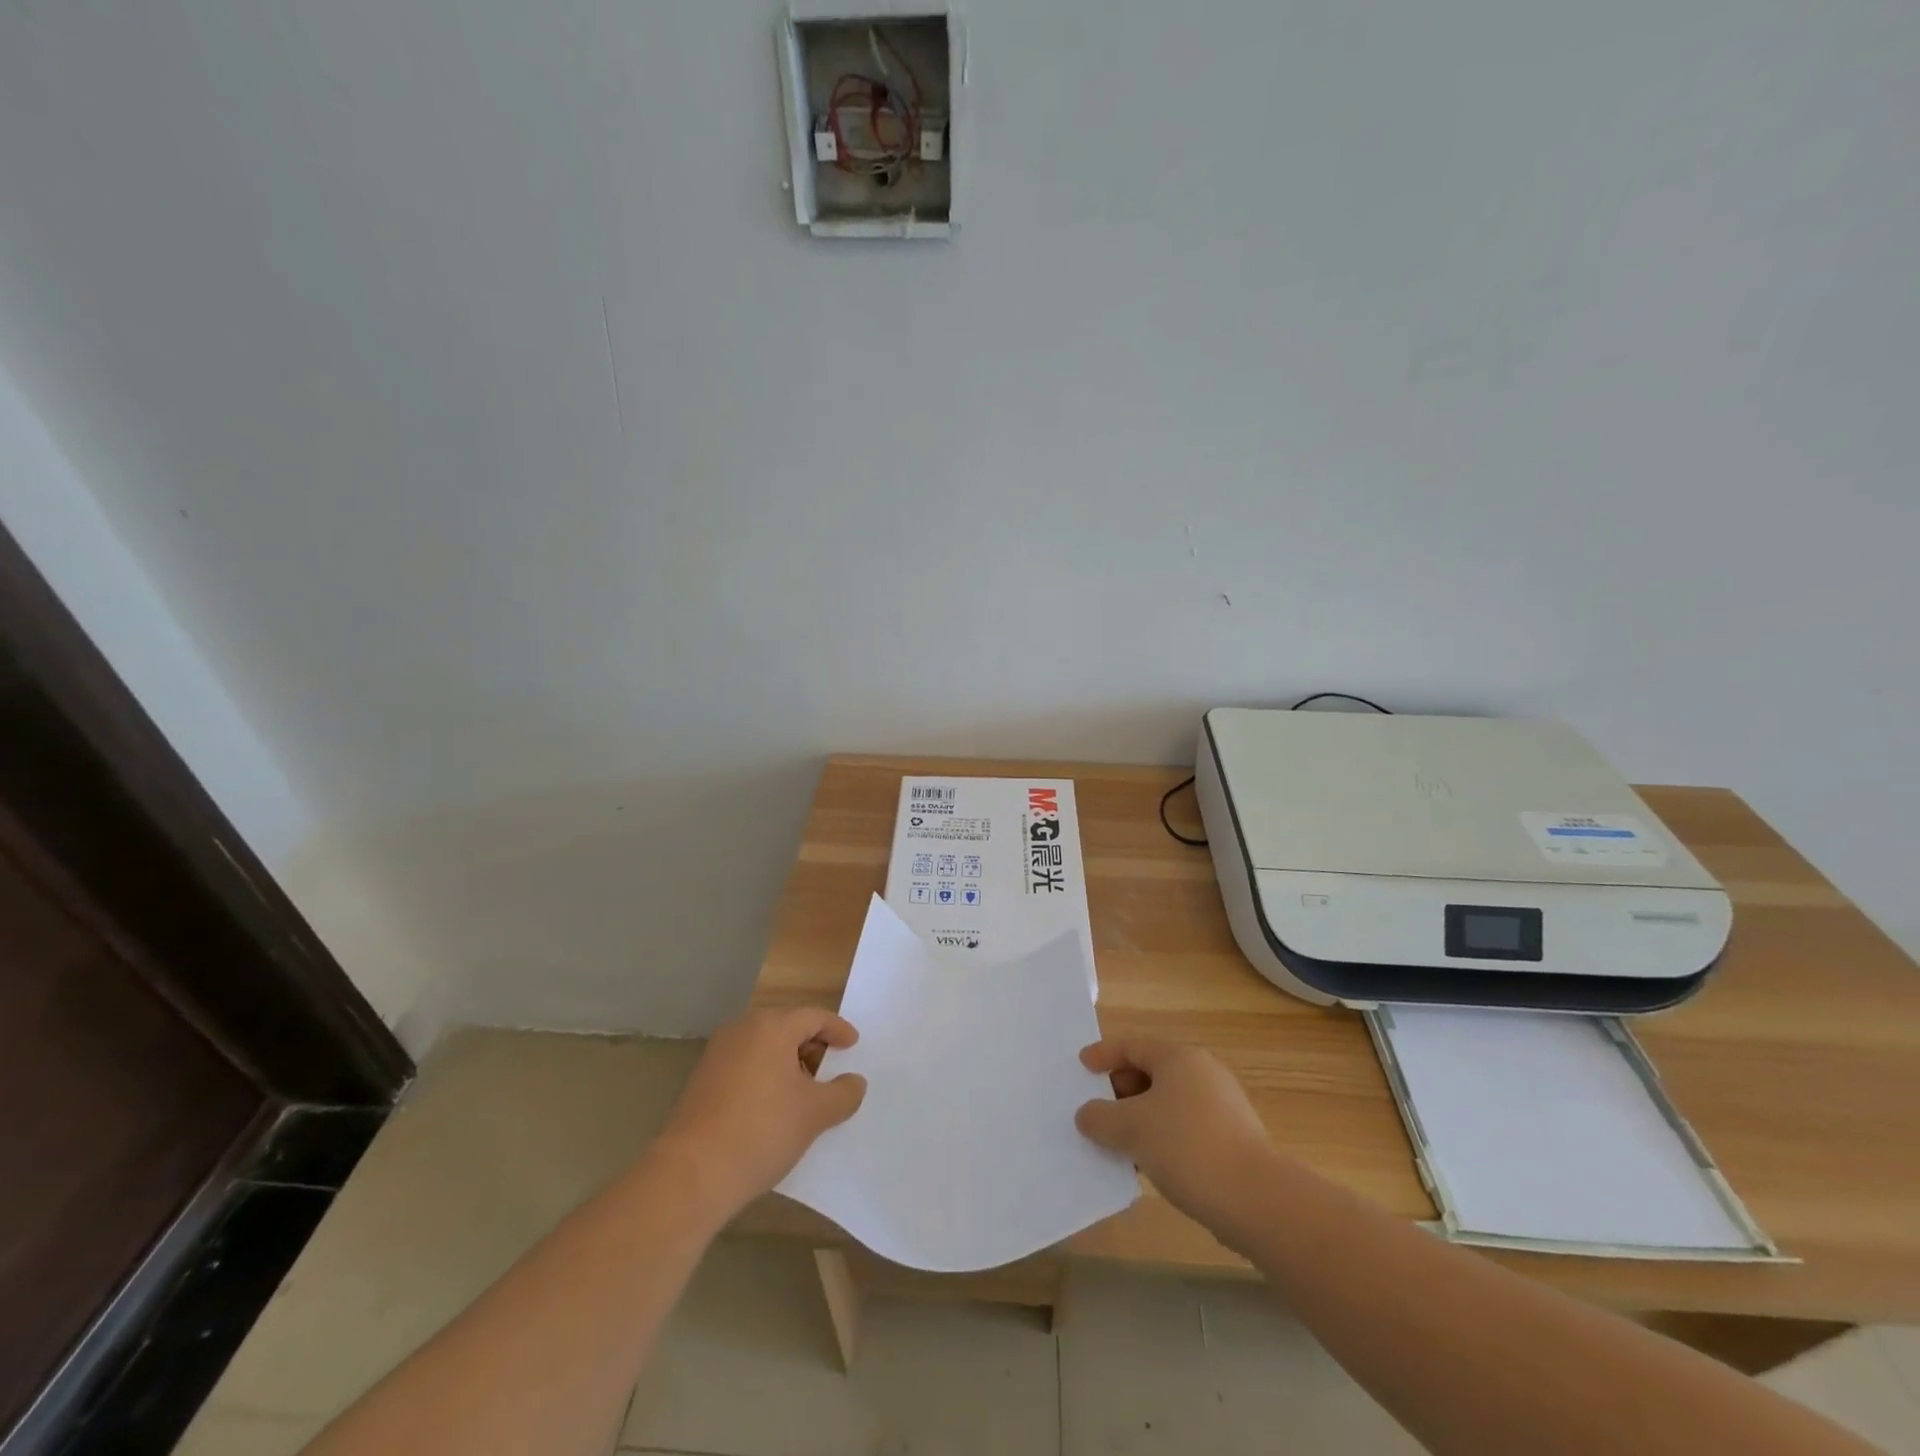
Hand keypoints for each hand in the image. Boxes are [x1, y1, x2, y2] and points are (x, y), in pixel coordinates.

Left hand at [651, 1007, 866, 1220]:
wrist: (690, 1175)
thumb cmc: (761, 1131)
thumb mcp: (815, 1114)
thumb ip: (843, 1093)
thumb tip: (854, 1082)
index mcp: (771, 1026)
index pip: (814, 1017)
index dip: (837, 1030)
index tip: (853, 1045)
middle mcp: (742, 1029)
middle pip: (786, 1027)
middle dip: (811, 1046)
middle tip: (830, 1070)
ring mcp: (717, 1054)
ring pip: (763, 1047)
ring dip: (787, 1063)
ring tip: (803, 1094)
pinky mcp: (701, 1079)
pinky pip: (744, 1065)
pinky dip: (764, 1076)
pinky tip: (772, 1107)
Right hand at [1075, 1037, 1272, 1229]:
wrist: (1257, 1199)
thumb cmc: (1187, 1147)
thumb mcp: (1131, 1129)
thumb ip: (1100, 1117)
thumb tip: (1087, 1114)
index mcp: (1178, 1057)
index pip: (1132, 1045)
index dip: (1103, 1054)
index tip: (1081, 1067)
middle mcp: (1202, 1072)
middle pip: (1150, 1071)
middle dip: (1120, 1090)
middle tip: (1096, 1110)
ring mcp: (1222, 1105)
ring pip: (1168, 1102)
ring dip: (1140, 1117)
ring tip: (1117, 1142)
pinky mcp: (1232, 1138)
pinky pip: (1185, 1126)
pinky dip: (1161, 1136)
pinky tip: (1148, 1164)